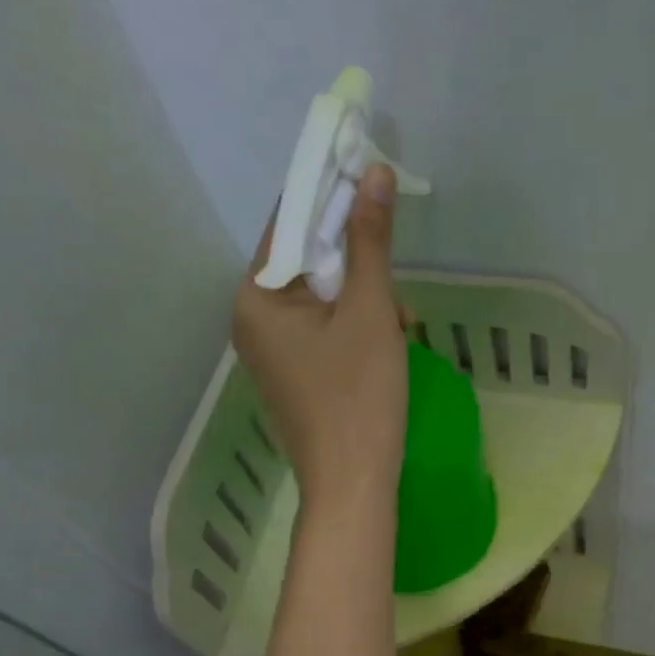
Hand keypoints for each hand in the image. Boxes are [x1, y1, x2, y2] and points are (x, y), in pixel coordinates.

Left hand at [233, 165, 408, 507]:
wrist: (352, 484)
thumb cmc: (359, 396)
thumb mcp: (371, 312)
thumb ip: (370, 241)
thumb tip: (371, 171)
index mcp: (256, 296)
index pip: (290, 222)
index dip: (332, 196)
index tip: (371, 180)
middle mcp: (252, 318)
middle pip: (306, 261)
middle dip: (357, 263)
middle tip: (396, 283)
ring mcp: (270, 350)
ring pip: (321, 298)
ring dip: (364, 298)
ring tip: (402, 325)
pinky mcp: (292, 374)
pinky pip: (322, 330)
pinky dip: (355, 327)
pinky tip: (389, 343)